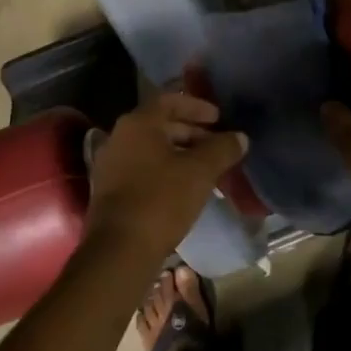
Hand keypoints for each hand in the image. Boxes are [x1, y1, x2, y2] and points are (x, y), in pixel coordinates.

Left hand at [82, 91, 247, 262]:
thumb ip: (222, 148)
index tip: (219, 118)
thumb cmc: (162, 199)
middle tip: (218, 145)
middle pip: (160, 125)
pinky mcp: (110, 191)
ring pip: (152, 149)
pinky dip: (166, 171)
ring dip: (181, 154)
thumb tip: (240, 137)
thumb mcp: (201, 171)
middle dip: (192, 132)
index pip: (170, 100)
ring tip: (207, 169)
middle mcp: (119, 137)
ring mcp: (111, 165)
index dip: (197, 106)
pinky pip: (143, 169)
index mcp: (138, 124)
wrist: (120, 249)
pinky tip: (186, 188)